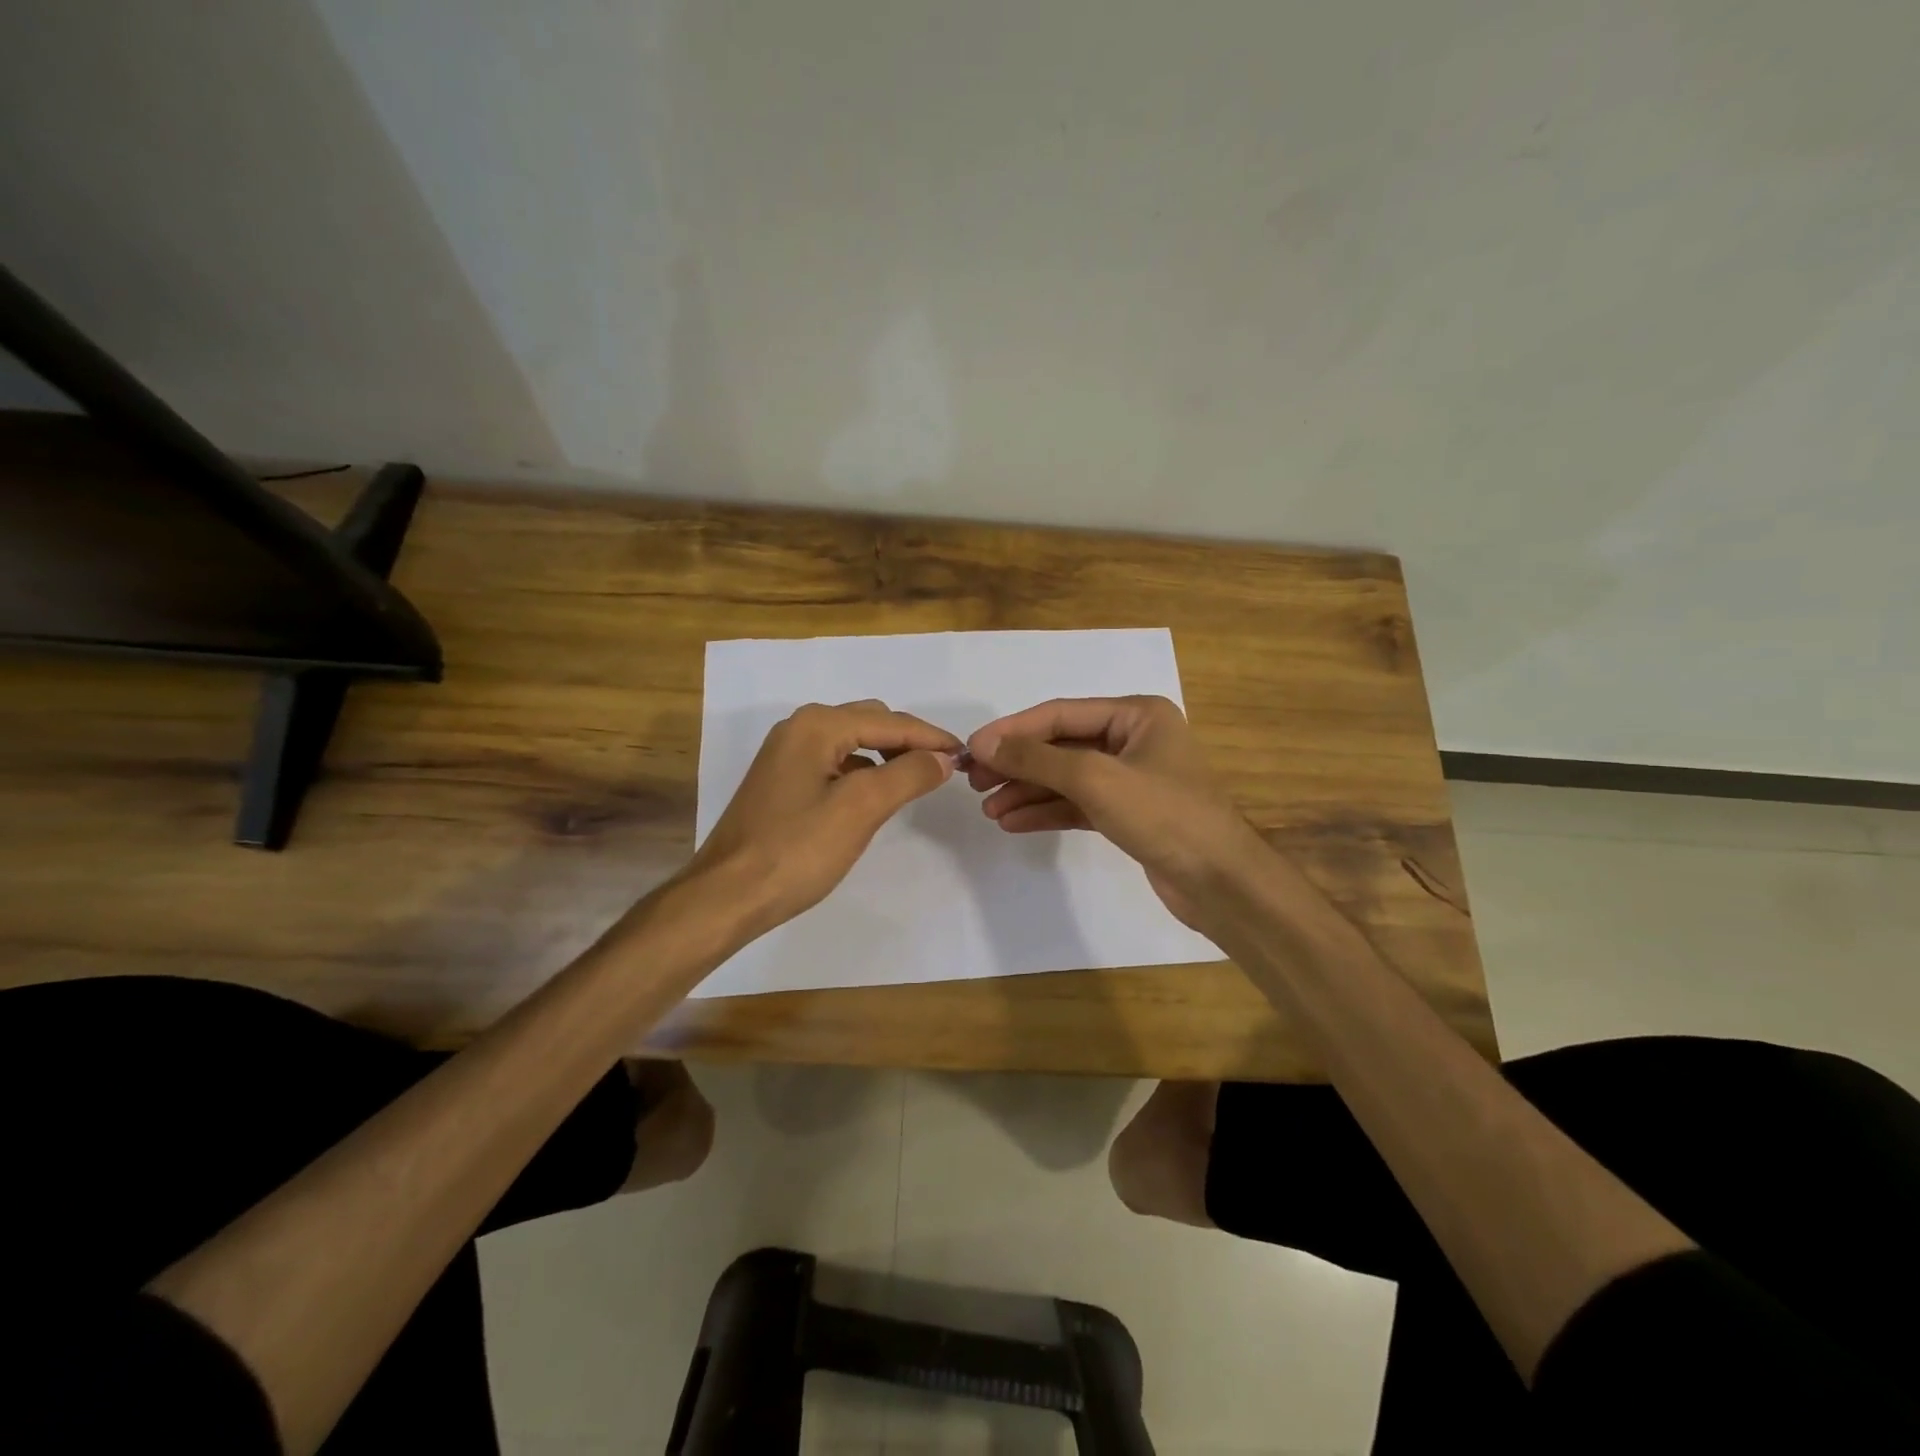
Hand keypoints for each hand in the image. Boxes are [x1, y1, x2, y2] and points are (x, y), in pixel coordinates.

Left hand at [689, 700, 961, 931]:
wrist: (727, 895)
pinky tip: (875, 795)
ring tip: (917, 780)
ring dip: (887, 756)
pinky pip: (835, 762)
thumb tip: (941, 758)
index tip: (966, 755)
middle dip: (909, 742)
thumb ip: (907, 775)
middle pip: (870, 723)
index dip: (931, 737)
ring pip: (852, 742)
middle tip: (943, 769)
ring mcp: (786, 755)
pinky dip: (863, 771)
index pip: (889, 722)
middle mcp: (799, 729)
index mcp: (816, 726)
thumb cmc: (796, 850)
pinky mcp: (782, 781)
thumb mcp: (861, 808)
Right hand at [966, 696, 1265, 929]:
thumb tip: (986, 744)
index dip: (1014, 730)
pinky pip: (1078, 804)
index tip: (973, 749)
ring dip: (1028, 791)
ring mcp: (1131, 778)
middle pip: (1062, 745)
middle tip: (975, 782)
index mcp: (1137, 715)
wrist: (1220, 883)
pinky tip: (1014, 822)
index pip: (1061, 714)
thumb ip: (1038, 758)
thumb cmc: (1164, 815)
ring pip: (1067, 778)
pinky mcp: (1128, 814)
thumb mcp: (1096, 778)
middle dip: (1019, 764)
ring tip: (989, 809)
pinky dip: (1047, 812)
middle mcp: (1134, 740)